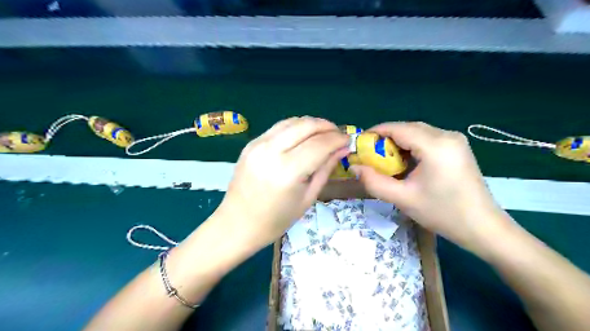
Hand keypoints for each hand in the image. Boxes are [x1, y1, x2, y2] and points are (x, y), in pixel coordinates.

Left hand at [214, 117, 345, 247]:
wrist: (237, 224)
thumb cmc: (276, 220)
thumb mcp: (308, 198)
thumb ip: (325, 169)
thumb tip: (342, 149)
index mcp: (288, 171)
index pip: (320, 144)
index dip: (337, 139)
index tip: (348, 140)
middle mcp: (271, 152)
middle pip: (305, 125)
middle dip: (326, 126)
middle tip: (337, 134)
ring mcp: (258, 145)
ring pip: (291, 122)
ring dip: (311, 123)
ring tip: (323, 133)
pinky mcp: (250, 144)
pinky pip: (278, 128)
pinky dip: (295, 127)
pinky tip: (303, 136)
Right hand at [350, 123, 512, 248]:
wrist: (482, 227)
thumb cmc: (442, 213)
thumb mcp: (402, 199)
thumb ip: (374, 182)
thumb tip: (354, 167)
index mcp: (435, 145)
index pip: (398, 128)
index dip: (376, 132)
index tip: (360, 144)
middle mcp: (447, 135)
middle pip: (407, 128)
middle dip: (386, 139)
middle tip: (371, 156)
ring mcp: (454, 140)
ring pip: (417, 132)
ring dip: (398, 143)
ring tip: (386, 161)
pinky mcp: (457, 147)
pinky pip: (427, 139)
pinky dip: (411, 147)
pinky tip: (406, 163)